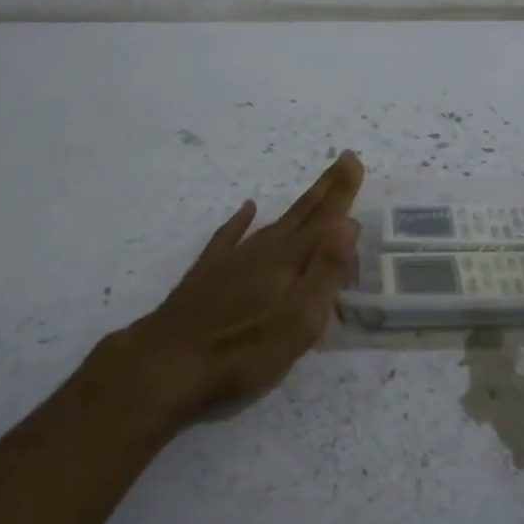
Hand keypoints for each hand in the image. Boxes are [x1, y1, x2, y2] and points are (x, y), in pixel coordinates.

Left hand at [116, 151, 363, 428]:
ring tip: (314, 193)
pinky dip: (241, 220)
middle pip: (301, 214)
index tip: (354, 160)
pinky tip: (247, 208)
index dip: (341, 192)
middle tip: (343, 160)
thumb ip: (325, 272)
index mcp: (289, 261)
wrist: (169, 362)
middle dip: (326, 189)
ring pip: (273, 223)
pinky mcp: (208, 273)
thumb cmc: (244, 350)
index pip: (325, 220)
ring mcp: (233, 259)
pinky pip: (229, 235)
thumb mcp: (299, 321)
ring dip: (297, 207)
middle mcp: (263, 250)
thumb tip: (347, 225)